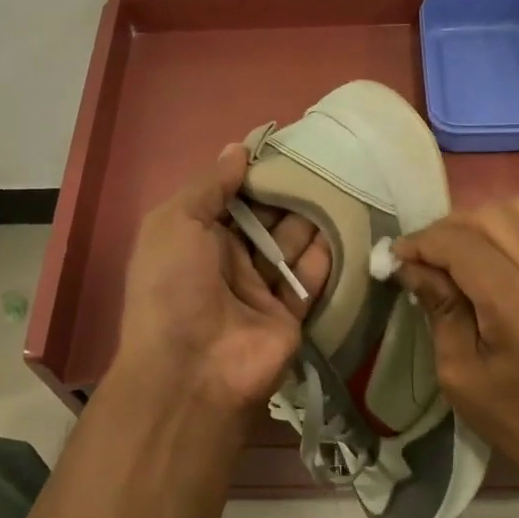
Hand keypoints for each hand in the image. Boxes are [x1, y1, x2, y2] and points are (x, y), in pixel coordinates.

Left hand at [114, 146, 330, 418]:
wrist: (192, 369)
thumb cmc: (173, 285)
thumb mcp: (175, 221)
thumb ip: (209, 185)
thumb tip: (238, 149)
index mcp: (196, 238)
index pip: (230, 198)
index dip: (254, 175)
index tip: (286, 148)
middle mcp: (228, 261)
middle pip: (265, 220)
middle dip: (288, 195)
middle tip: (323, 164)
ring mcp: (259, 291)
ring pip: (291, 247)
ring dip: (311, 220)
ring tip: (341, 187)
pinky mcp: (289, 316)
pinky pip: (310, 281)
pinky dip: (326, 257)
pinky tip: (345, 226)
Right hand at [394, 196, 518, 500]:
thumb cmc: (511, 418)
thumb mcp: (458, 373)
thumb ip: (439, 308)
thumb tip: (410, 263)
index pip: (465, 247)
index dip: (423, 242)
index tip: (397, 256)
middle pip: (491, 218)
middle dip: (446, 230)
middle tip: (425, 257)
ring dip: (483, 220)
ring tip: (462, 250)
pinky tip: (504, 249)